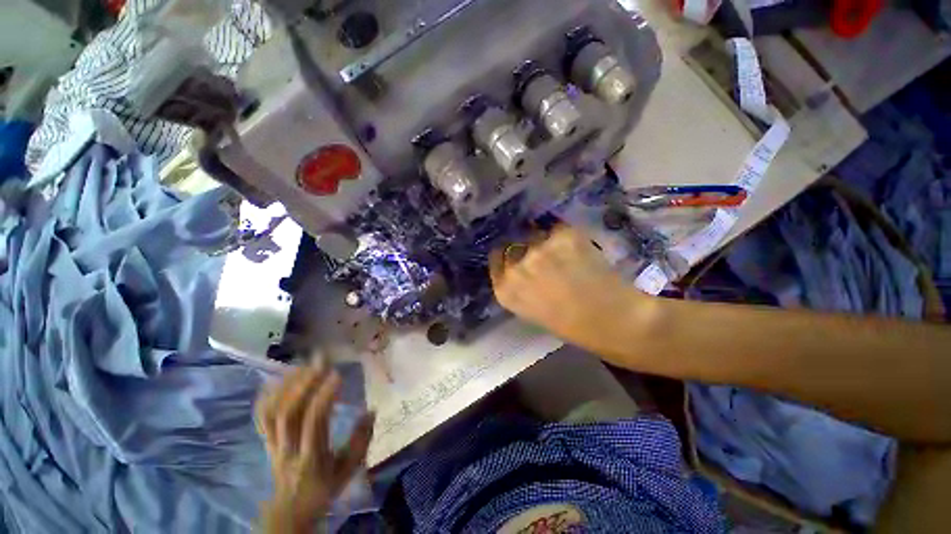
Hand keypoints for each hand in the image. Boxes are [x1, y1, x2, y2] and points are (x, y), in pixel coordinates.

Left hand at [256, 365, 373, 531]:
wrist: (290, 510)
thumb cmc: (324, 488)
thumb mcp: (349, 470)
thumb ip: (361, 441)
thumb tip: (372, 410)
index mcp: (310, 457)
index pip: (313, 422)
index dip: (324, 396)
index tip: (337, 374)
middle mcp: (287, 448)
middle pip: (287, 413)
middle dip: (303, 383)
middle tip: (320, 361)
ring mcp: (273, 444)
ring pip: (271, 412)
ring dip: (287, 385)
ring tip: (304, 365)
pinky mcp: (266, 441)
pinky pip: (261, 416)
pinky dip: (269, 394)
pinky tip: (281, 378)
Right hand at [490, 226, 653, 359]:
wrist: (613, 320)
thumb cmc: (572, 326)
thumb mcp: (531, 310)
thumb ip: (519, 286)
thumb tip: (519, 266)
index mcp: (506, 290)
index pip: (497, 258)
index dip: (508, 255)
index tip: (517, 254)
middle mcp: (517, 267)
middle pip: (514, 244)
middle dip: (525, 247)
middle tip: (543, 254)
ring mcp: (539, 249)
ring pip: (536, 234)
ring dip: (546, 241)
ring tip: (565, 253)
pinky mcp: (563, 236)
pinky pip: (558, 230)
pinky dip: (566, 237)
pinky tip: (579, 251)